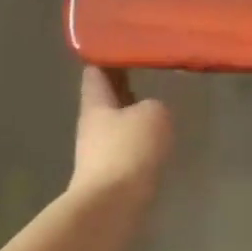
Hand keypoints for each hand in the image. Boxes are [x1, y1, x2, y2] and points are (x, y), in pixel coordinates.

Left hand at [71, 67, 172, 205]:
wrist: (113, 207)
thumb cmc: (128, 150)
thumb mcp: (153, 115)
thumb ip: (154, 105)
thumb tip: (150, 111)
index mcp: (96, 104)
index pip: (95, 72)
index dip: (106, 56)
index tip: (121, 43)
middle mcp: (92, 126)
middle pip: (106, 99)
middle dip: (123, 86)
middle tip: (147, 69)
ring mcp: (99, 153)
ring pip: (118, 125)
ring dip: (134, 115)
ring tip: (159, 104)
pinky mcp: (111, 176)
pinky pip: (127, 149)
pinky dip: (140, 141)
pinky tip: (158, 140)